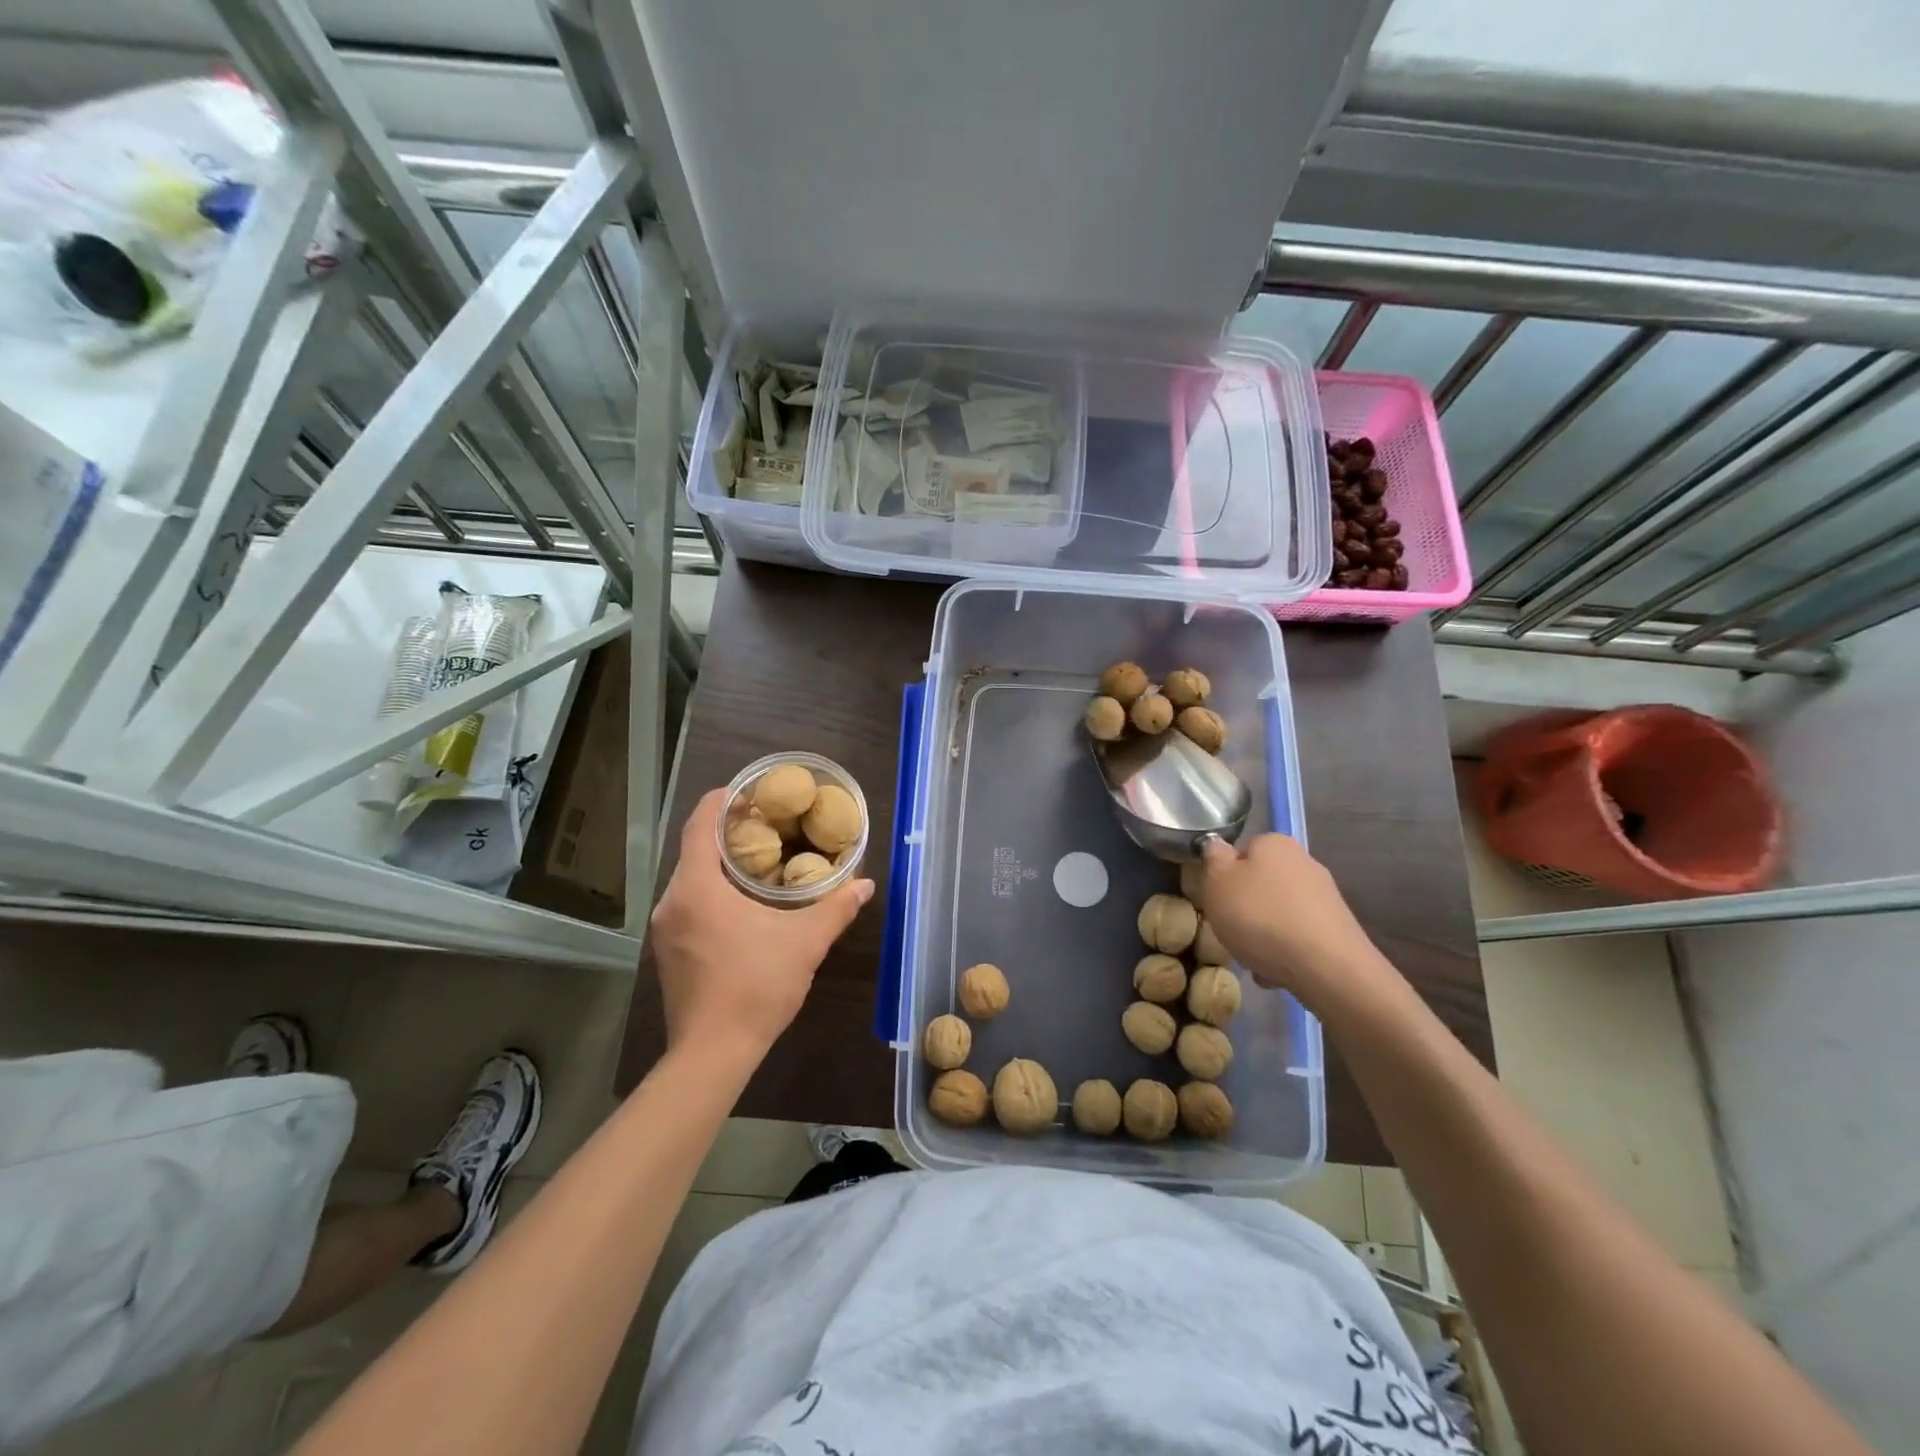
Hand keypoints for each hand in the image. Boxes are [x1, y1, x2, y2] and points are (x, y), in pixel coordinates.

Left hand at [650, 789, 873, 1058]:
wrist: (711, 1055)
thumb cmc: (755, 987)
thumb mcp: (805, 942)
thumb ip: (836, 908)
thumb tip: (865, 884)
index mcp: (697, 888)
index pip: (699, 825)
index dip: (720, 801)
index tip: (746, 790)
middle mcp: (672, 902)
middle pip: (694, 850)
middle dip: (726, 832)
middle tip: (766, 825)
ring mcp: (665, 930)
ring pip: (690, 879)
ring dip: (719, 864)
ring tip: (759, 860)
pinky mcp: (668, 953)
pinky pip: (688, 904)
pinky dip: (711, 891)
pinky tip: (742, 904)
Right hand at [1200, 834, 1386, 1000]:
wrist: (1326, 967)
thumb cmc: (1261, 917)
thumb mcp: (1218, 883)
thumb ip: (1213, 859)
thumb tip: (1218, 846)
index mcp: (1274, 843)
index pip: (1241, 852)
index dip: (1224, 876)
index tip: (1217, 900)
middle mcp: (1303, 862)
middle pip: (1261, 883)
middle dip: (1246, 908)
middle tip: (1230, 930)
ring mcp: (1325, 896)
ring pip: (1279, 912)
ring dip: (1263, 932)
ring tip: (1253, 958)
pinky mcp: (1337, 928)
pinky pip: (1298, 936)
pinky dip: (1285, 950)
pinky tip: (1276, 972)